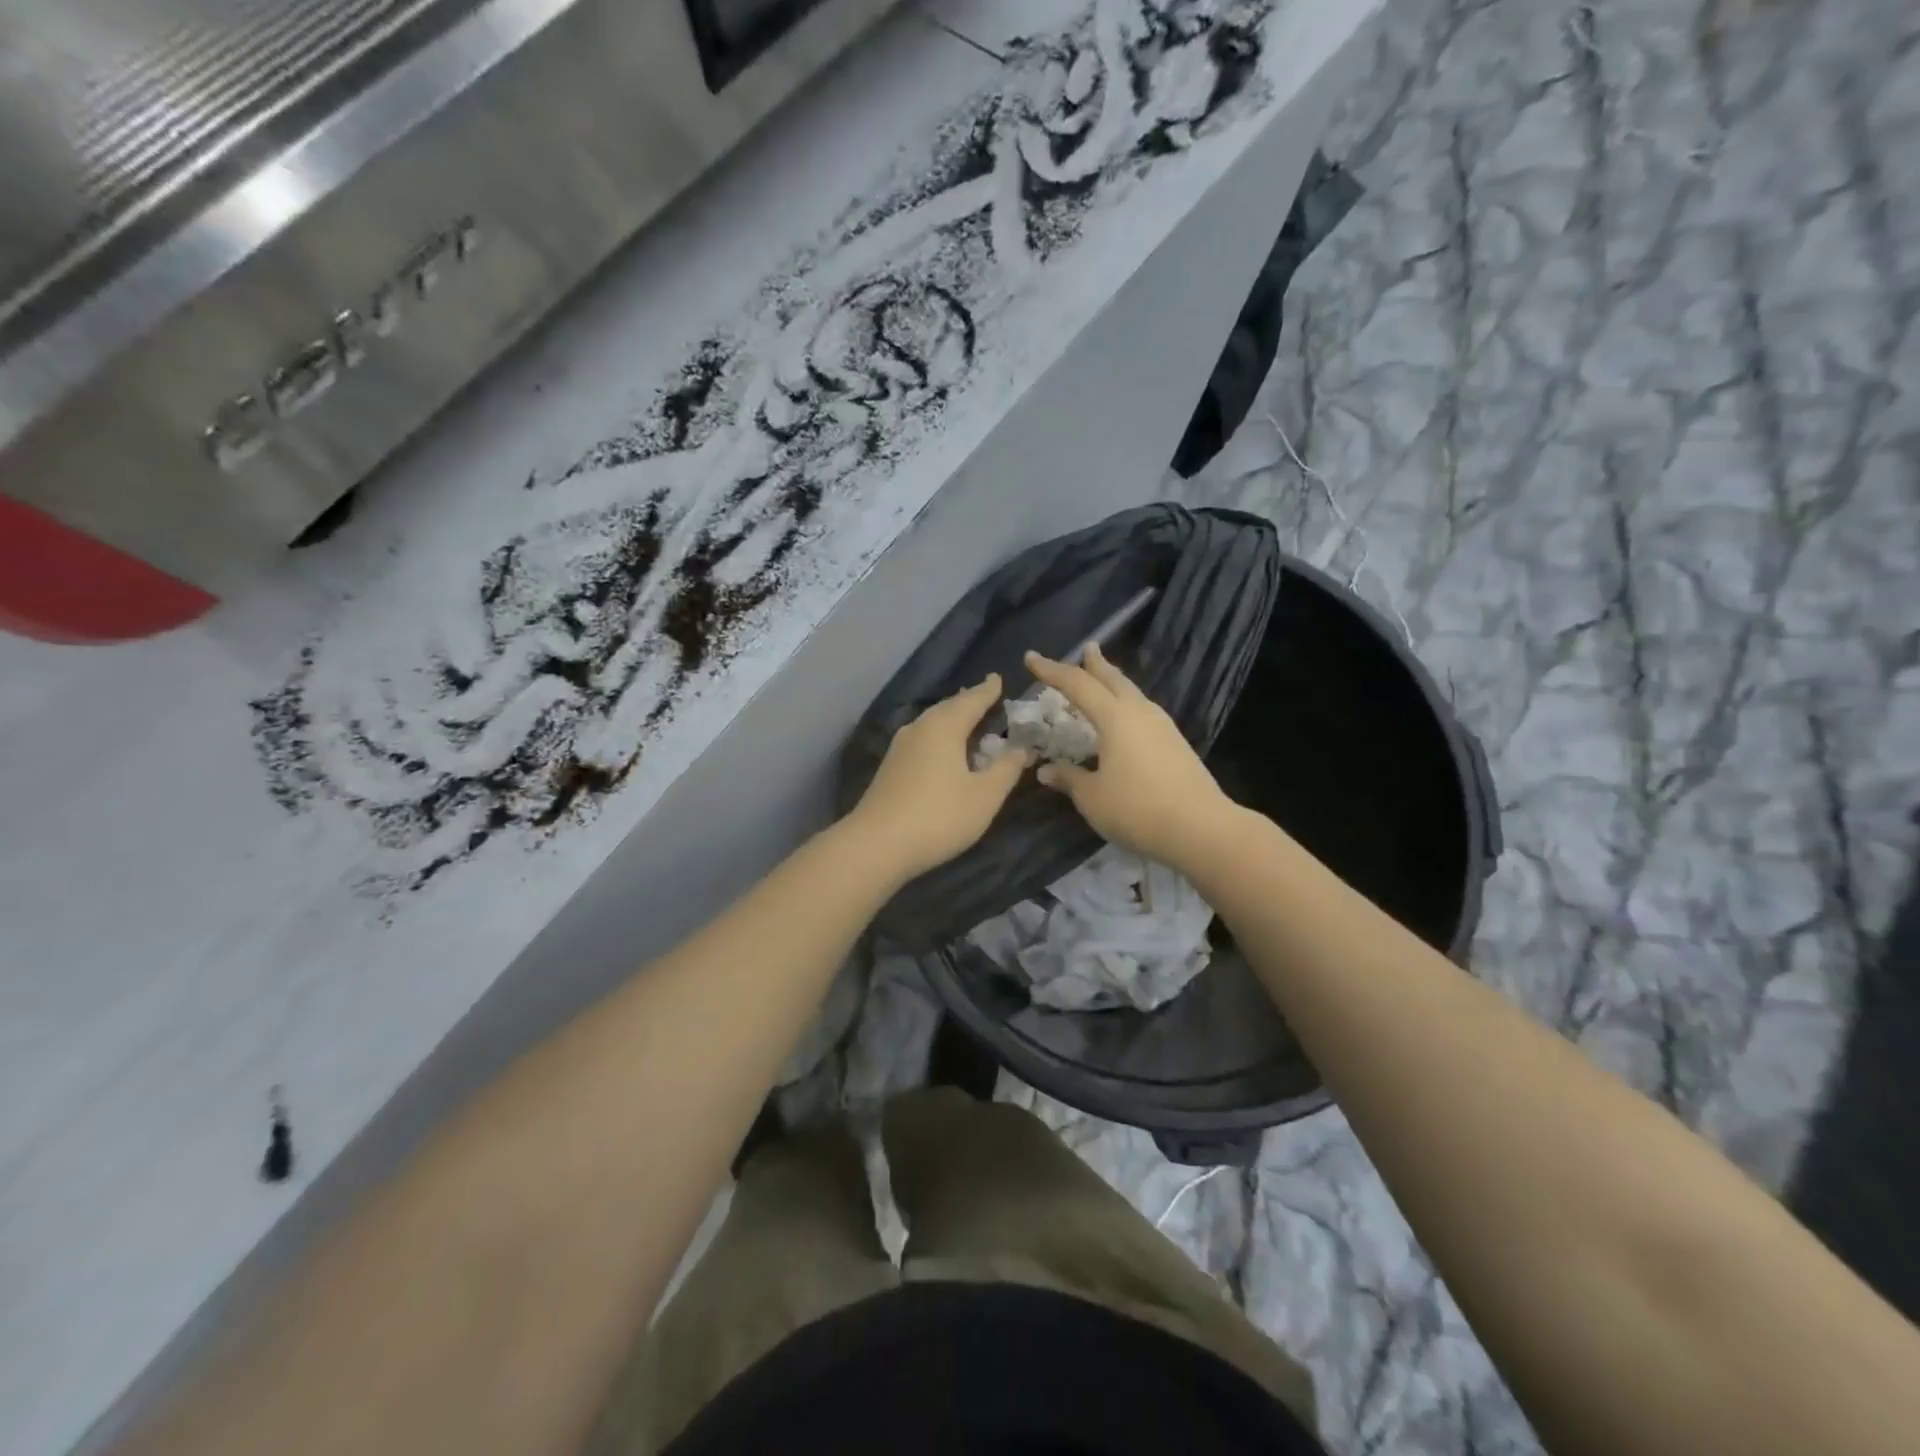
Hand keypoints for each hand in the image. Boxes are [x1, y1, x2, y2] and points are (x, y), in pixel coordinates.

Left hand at [847, 674, 1032, 880]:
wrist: (877, 844)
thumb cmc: (939, 816)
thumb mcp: (985, 796)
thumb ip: (1006, 769)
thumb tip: (1022, 749)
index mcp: (945, 726)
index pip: (972, 699)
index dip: (988, 690)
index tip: (998, 678)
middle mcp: (919, 728)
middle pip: (948, 707)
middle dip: (968, 701)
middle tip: (986, 696)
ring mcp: (900, 747)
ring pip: (931, 723)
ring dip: (951, 719)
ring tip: (967, 719)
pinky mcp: (890, 767)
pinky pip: (922, 739)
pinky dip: (938, 736)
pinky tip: (942, 749)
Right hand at [1025, 645, 1234, 867]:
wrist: (1201, 829)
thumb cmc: (1137, 809)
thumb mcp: (1092, 797)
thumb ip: (1069, 778)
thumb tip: (1045, 769)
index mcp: (1115, 718)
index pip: (1077, 685)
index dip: (1052, 671)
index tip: (1031, 657)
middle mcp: (1140, 713)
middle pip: (1113, 679)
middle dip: (1095, 664)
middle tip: (1087, 649)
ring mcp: (1162, 727)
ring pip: (1132, 693)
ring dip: (1114, 682)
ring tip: (1104, 678)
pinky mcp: (1176, 744)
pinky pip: (1143, 711)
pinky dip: (1127, 704)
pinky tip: (1126, 718)